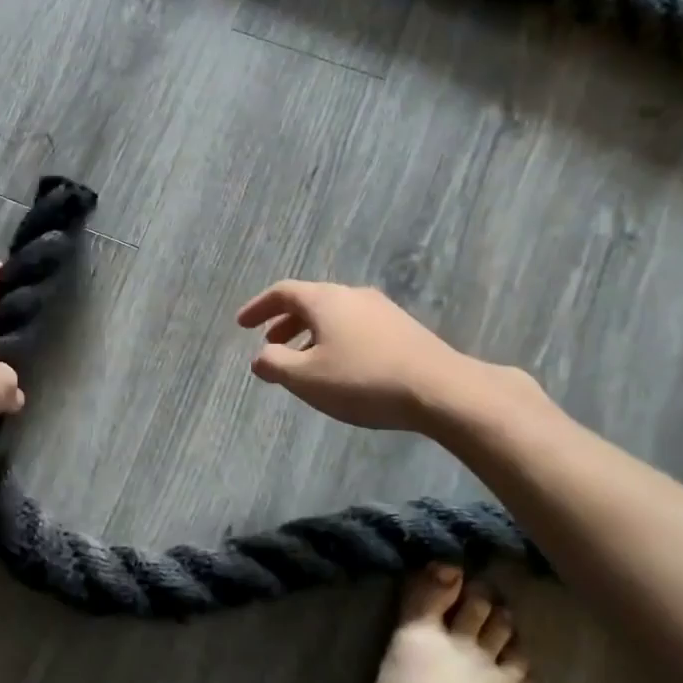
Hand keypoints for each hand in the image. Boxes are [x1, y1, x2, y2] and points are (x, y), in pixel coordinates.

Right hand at [236, 280, 502, 432]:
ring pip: (335, 315)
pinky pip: (356, 326)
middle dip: (284, 322)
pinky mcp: (403, 329)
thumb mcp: (306, 378)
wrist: (440, 389)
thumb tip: (259, 356)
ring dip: (310, 334)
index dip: (258, 307)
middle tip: (269, 344)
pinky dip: (335, 340)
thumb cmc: (362, 380)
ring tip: (303, 362)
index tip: (242, 325)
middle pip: (310, 301)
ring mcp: (382, 310)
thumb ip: (275, 364)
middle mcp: (352, 295)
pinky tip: (340, 368)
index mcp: (325, 300)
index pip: (282, 292)